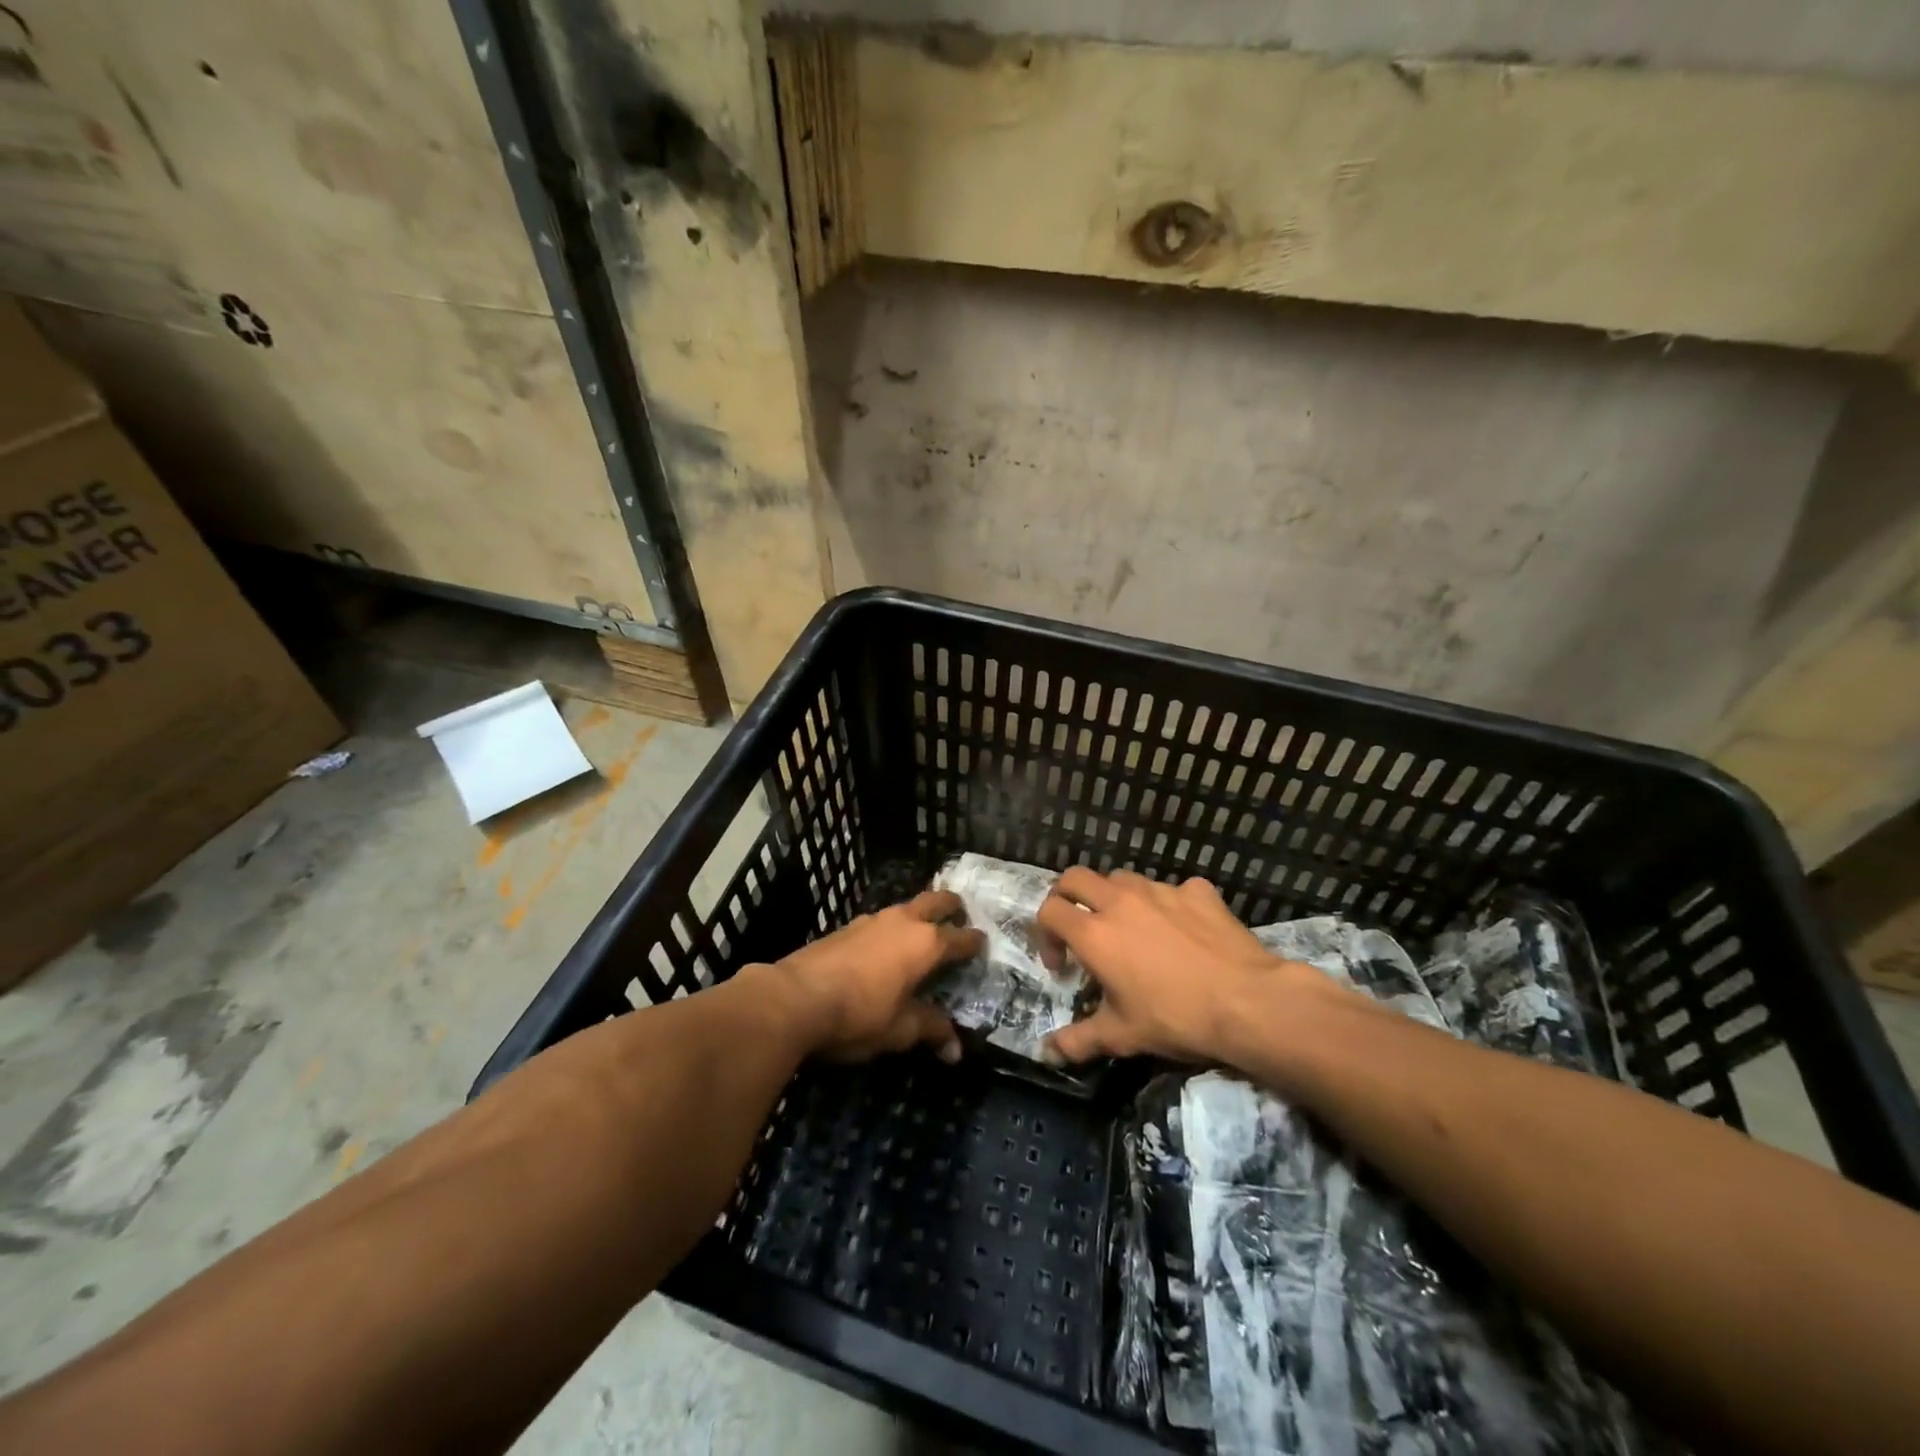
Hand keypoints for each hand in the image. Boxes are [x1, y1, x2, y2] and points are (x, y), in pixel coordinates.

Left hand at [777, 890, 983, 1062]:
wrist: (794, 998)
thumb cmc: (858, 1014)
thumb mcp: (900, 1029)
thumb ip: (931, 1030)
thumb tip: (956, 1050)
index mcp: (926, 943)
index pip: (960, 938)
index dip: (975, 942)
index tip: (983, 943)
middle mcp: (904, 922)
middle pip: (936, 901)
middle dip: (952, 907)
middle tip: (961, 916)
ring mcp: (872, 920)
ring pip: (906, 907)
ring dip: (919, 915)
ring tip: (923, 932)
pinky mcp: (847, 927)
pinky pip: (881, 921)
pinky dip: (893, 928)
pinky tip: (885, 947)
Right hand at [1035, 868, 1347, 1063]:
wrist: (1248, 1002)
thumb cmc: (1175, 1018)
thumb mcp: (1121, 1036)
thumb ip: (1077, 1040)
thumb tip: (1046, 1053)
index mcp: (1094, 933)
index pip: (1049, 911)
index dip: (1044, 934)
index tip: (1061, 963)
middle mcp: (1121, 901)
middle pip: (1075, 878)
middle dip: (1067, 897)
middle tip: (1078, 928)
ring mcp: (1161, 890)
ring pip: (1122, 878)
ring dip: (1114, 897)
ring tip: (1129, 929)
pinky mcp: (1196, 891)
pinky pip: (1171, 889)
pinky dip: (1166, 905)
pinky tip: (1181, 930)